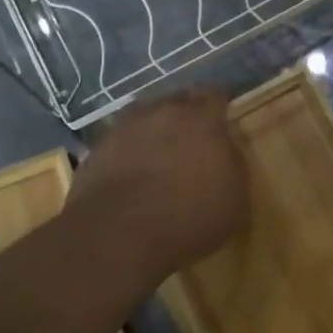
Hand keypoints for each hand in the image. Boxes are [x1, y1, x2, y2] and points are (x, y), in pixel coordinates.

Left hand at [66, 87, 249, 281]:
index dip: (219, 104)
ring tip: (158, 153)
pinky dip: (127, 151)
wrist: (116, 237)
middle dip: (186, 114)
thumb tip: (226, 150)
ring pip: (145, 116)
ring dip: (154, 129)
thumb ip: (234, 165)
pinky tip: (130, 173)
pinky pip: (119, 141)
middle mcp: (163, 113)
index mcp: (202, 120)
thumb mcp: (235, 201)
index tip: (222, 117)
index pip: (215, 95)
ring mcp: (125, 128)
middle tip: (192, 138)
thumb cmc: (188, 219)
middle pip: (178, 100)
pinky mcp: (97, 149)